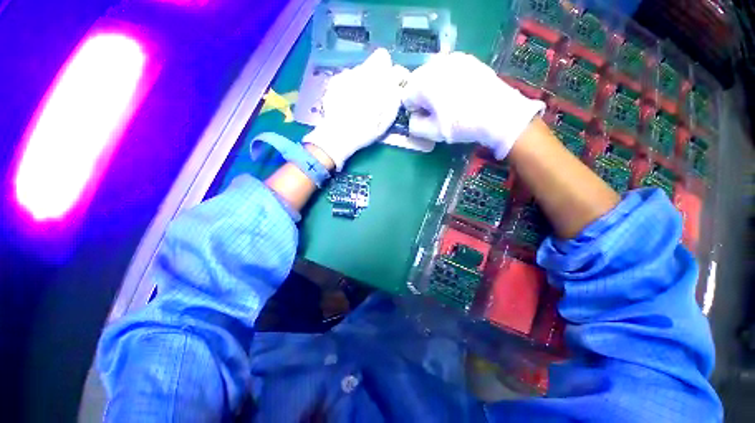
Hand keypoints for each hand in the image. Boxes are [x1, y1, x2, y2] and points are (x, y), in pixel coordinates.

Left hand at [303, 48, 408, 170]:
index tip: (392, 84)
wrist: (338, 135)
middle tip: (376, 95)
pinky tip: (348, 101)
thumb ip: (395, 96)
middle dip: (378, 76)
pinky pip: (347, 78)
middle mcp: (360, 70)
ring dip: (363, 81)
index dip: (391, 72)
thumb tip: (397, 84)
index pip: (385, 58)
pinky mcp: (334, 81)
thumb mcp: (387, 118)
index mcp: (376, 79)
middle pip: (373, 63)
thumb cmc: (366, 130)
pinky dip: (350, 86)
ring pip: (360, 70)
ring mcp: (345, 74)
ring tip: (360, 101)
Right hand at [402, 52, 544, 158]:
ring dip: (434, 87)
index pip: (406, 96)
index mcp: (423, 83)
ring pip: (432, 74)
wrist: (499, 113)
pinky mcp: (467, 59)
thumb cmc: (462, 124)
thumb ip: (414, 126)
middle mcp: (435, 65)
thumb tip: (413, 117)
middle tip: (436, 110)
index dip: (413, 110)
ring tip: (449, 101)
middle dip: (421, 96)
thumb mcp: (432, 133)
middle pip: (417, 82)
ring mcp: (453, 59)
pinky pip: (448, 69)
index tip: (425, 118)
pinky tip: (460, 92)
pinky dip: (447, 80)